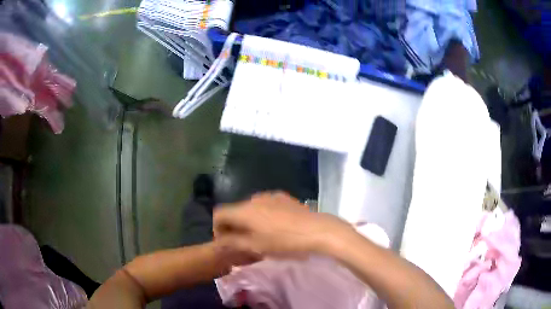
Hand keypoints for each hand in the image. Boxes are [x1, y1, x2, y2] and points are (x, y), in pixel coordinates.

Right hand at [213, 192, 352, 257]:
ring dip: (248, 221)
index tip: (226, 242)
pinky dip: (261, 215)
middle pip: (234, 210)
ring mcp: (269, 195)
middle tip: (242, 242)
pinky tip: (274, 227)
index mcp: (244, 210)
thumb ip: (233, 242)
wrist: (317, 230)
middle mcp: (253, 198)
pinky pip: (264, 205)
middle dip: (233, 226)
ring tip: (259, 235)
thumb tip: (219, 241)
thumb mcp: (256, 246)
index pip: (219, 213)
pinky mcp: (282, 197)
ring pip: (250, 208)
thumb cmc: (284, 241)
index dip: (217, 228)